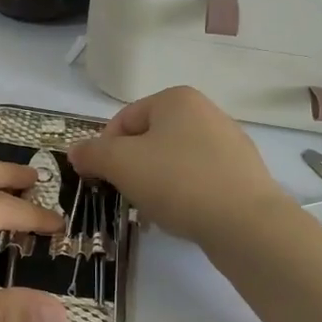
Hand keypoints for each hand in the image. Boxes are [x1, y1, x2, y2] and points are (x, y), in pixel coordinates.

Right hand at [68, 86, 290, 246]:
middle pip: (149, 140)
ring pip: (173, 161)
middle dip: (132, 168)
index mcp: (177, 99)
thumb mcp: (120, 163)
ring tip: (155, 209)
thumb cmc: (177, 181)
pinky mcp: (242, 174)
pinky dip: (183, 195)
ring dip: (156, 183)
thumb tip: (76, 151)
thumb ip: (92, 153)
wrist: (245, 223)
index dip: (105, 150)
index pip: (124, 120)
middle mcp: (206, 111)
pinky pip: (198, 180)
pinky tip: (182, 216)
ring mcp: (229, 143)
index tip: (102, 178)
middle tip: (128, 195)